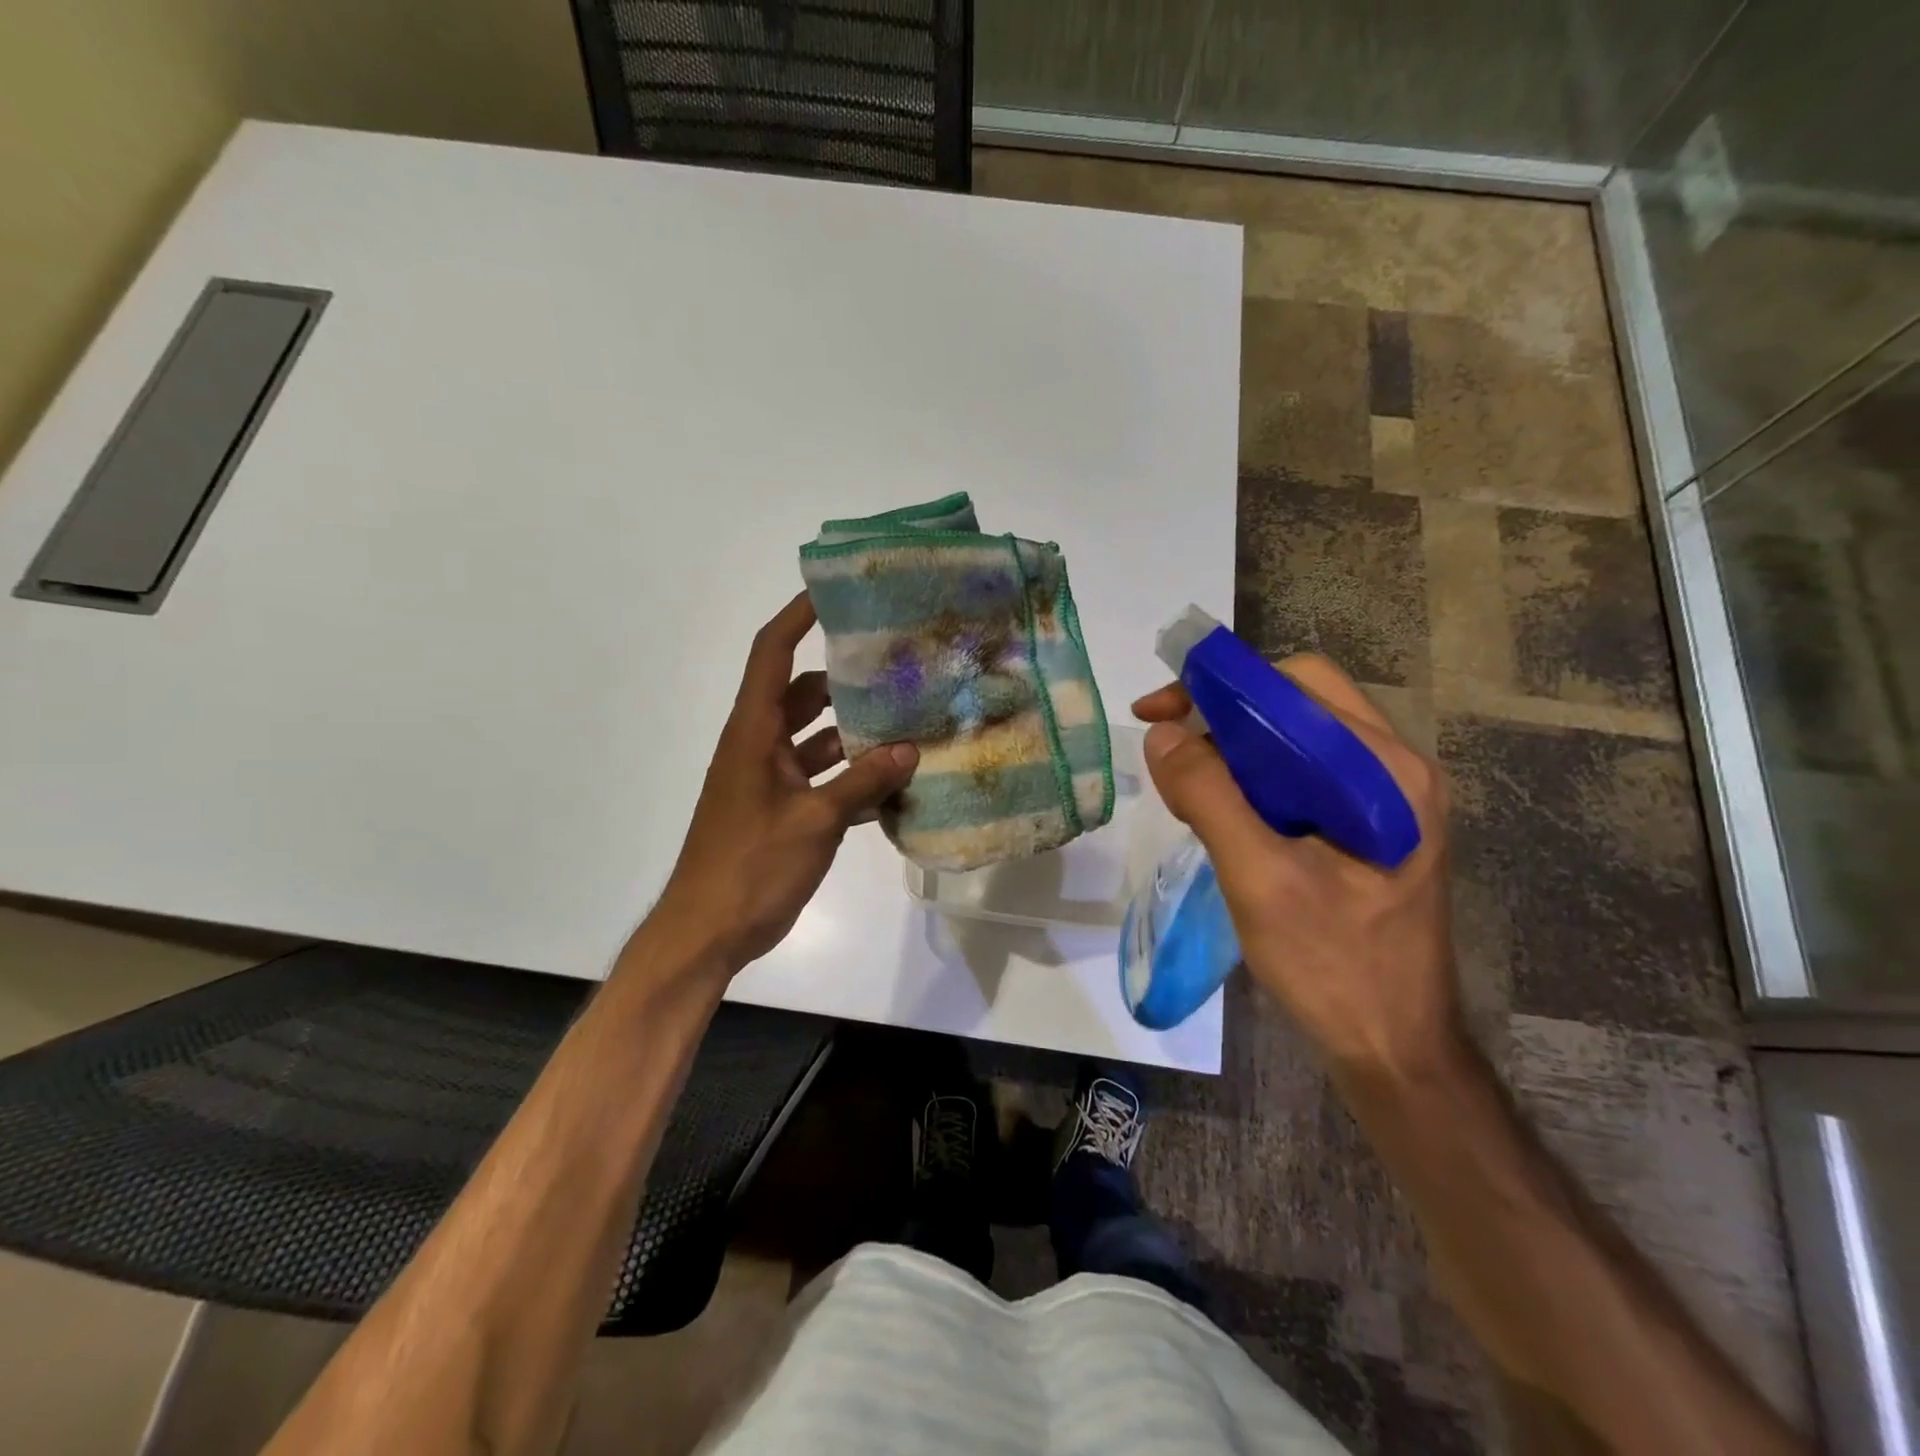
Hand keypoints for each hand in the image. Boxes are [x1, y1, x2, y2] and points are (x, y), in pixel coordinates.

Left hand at [651, 592, 917, 975]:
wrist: (707, 932)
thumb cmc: (751, 867)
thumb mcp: (814, 822)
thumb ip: (863, 782)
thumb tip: (909, 750)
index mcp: (753, 734)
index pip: (772, 655)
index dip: (797, 618)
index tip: (832, 593)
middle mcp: (757, 747)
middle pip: (800, 694)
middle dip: (843, 681)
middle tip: (894, 669)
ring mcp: (767, 780)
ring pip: (814, 739)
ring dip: (852, 735)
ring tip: (906, 727)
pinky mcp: (779, 811)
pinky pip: (818, 779)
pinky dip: (848, 777)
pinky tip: (891, 786)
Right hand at [1133, 656, 1458, 1078]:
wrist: (1392, 1048)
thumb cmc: (1334, 967)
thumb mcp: (1261, 880)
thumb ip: (1211, 798)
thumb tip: (1162, 735)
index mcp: (1387, 772)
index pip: (1299, 685)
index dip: (1223, 685)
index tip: (1160, 711)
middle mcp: (1394, 770)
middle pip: (1297, 704)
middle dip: (1224, 714)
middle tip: (1167, 744)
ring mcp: (1385, 799)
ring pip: (1295, 738)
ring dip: (1233, 747)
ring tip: (1186, 782)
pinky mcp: (1367, 826)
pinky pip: (1300, 774)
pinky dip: (1251, 777)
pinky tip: (1221, 810)